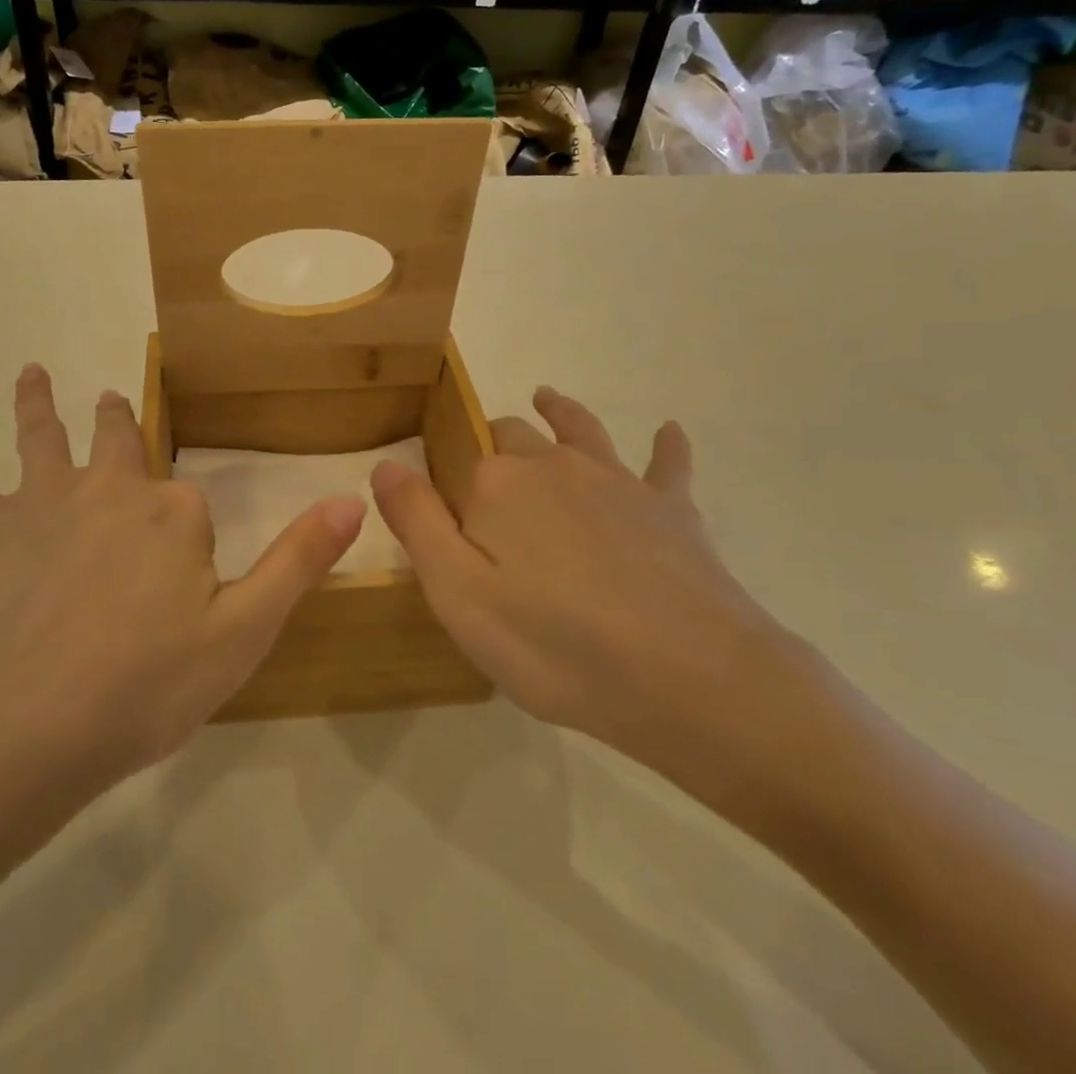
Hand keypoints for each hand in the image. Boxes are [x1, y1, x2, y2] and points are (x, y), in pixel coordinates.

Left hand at [0, 365, 364, 790]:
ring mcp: (42, 503)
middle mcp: (110, 490)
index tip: (188, 574)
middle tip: (115, 400)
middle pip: (118, 442)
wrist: (19, 725)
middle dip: (119, 422)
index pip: (191, 503)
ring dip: (38, 404)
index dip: (190, 536)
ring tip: (32, 372)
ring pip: (42, 438)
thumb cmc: (141, 688)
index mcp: (173, 514)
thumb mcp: (243, 634)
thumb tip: (354, 499)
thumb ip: (298, 562)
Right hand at [370, 387, 825, 805]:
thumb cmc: (556, 644)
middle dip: (494, 444)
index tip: (442, 511)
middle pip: (512, 437)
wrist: (690, 676)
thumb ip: (416, 522)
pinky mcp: (671, 507)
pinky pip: (666, 463)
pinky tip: (668, 431)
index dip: (446, 480)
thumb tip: (385, 463)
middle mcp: (552, 465)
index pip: (457, 463)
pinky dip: (665, 444)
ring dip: (560, 412)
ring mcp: (615, 480)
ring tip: (547, 399)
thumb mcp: (458, 595)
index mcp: (496, 484)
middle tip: (486, 470)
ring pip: (579, 430)